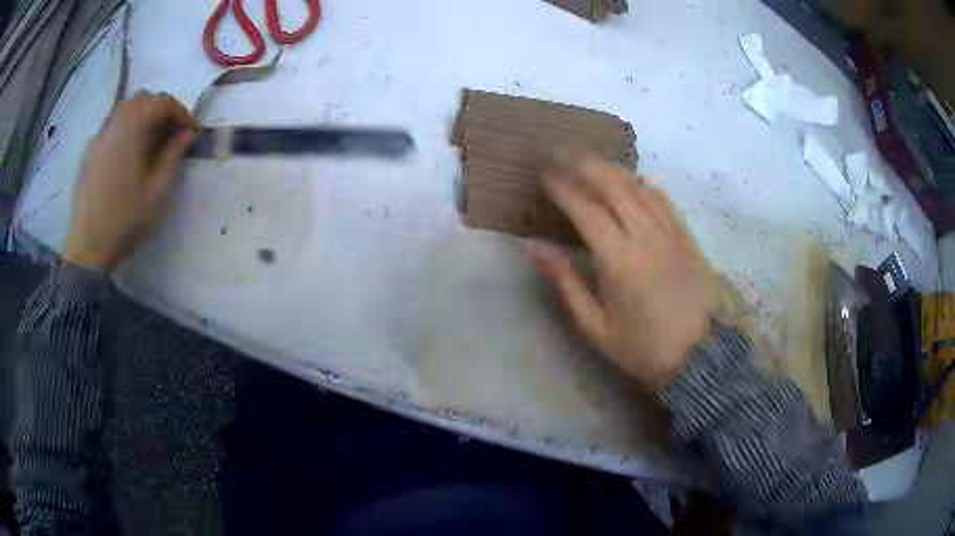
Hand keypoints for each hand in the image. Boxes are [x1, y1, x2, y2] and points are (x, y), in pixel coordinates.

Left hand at [63, 90, 196, 272]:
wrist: (87, 248)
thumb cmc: (124, 221)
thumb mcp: (157, 192)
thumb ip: (173, 156)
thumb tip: (187, 134)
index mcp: (131, 128)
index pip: (162, 102)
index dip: (181, 113)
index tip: (190, 133)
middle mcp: (114, 123)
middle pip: (143, 100)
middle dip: (161, 112)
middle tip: (170, 136)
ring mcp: (99, 137)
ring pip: (126, 110)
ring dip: (143, 119)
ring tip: (149, 145)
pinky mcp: (90, 152)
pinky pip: (112, 127)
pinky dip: (126, 131)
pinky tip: (128, 156)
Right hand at [524, 156, 711, 389]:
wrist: (700, 356)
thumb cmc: (643, 347)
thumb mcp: (595, 327)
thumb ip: (565, 282)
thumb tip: (533, 246)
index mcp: (619, 259)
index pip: (585, 208)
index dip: (561, 186)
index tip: (542, 172)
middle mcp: (646, 235)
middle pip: (611, 184)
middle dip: (582, 164)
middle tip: (559, 153)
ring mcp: (670, 231)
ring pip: (637, 185)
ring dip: (609, 168)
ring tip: (587, 160)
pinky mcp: (686, 235)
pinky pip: (662, 197)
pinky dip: (641, 182)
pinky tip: (630, 180)